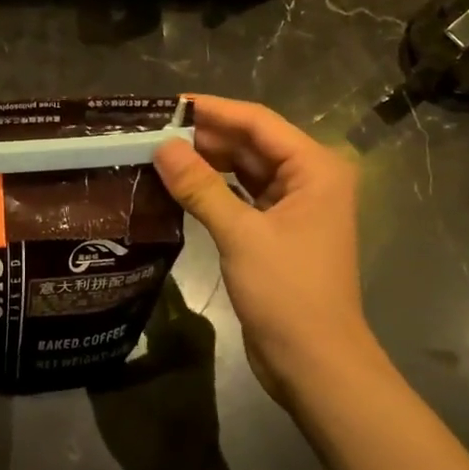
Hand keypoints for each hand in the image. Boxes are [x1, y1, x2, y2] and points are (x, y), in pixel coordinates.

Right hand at [153, 95, 386, 406]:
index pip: (258, 122)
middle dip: (205, 137)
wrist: (315, 363)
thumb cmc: (287, 293)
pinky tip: (179, 186)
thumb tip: (162, 147)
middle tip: (153, 132)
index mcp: (315, 168)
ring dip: (207, 163)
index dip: (213, 110)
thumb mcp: (241, 234)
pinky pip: (241, 197)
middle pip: (251, 144)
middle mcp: (309, 179)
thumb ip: (201, 187)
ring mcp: (294, 207)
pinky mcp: (277, 232)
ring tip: (158, 154)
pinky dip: (214, 190)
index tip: (168, 105)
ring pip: (245, 170)